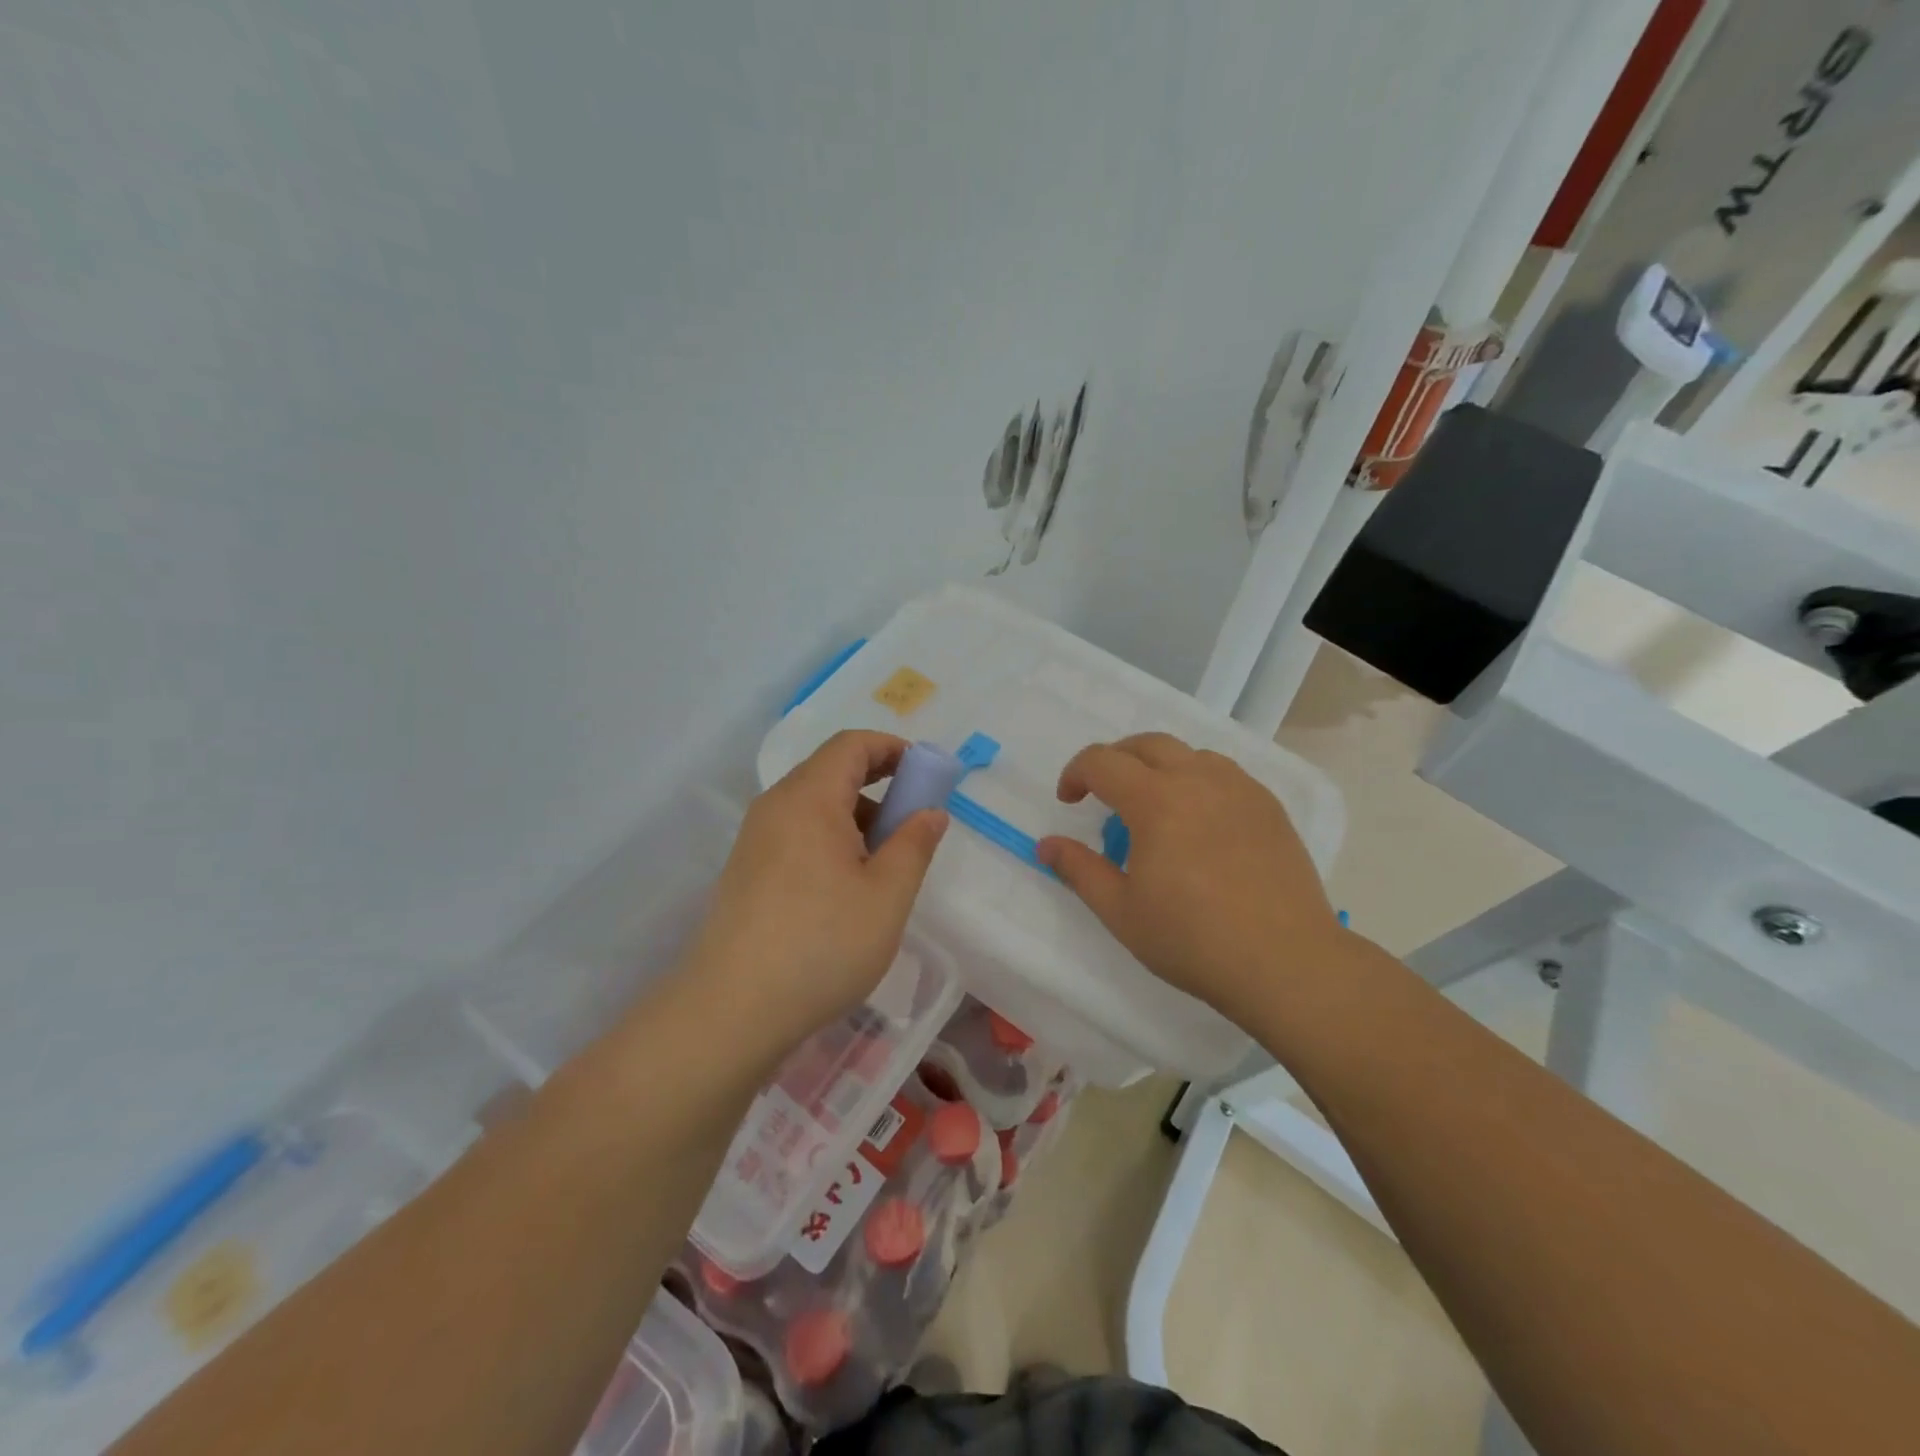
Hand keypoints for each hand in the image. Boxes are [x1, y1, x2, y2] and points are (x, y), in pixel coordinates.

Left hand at [682, 730, 947, 1052]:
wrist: (731, 1010)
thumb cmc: (822, 944)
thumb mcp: (887, 895)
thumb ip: (914, 844)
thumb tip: (929, 813)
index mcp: (809, 798)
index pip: (851, 744)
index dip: (893, 748)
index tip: (926, 776)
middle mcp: (775, 806)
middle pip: (831, 770)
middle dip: (879, 783)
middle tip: (912, 822)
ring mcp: (755, 839)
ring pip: (814, 805)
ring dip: (856, 815)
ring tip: (885, 862)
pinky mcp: (746, 870)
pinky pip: (796, 833)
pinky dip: (831, 839)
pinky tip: (847, 887)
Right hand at [1036, 733, 1340, 1018]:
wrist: (1286, 962)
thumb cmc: (1193, 939)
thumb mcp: (1121, 911)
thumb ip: (1079, 870)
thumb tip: (1045, 845)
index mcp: (1156, 800)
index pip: (1102, 761)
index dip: (1076, 774)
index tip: (1069, 802)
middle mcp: (1198, 780)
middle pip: (1146, 744)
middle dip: (1115, 760)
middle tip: (1104, 793)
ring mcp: (1240, 790)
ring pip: (1190, 754)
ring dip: (1160, 766)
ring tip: (1155, 805)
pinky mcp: (1270, 808)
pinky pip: (1225, 774)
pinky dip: (1199, 781)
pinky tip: (1201, 821)